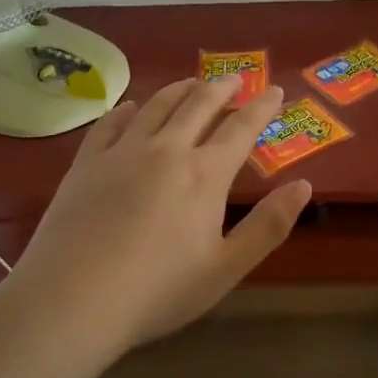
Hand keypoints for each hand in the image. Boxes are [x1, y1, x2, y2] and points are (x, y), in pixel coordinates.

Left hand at [11, 76, 309, 353]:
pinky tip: (131, 107)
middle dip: (222, 88)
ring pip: (157, 105)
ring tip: (192, 82)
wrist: (73, 299)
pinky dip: (127, 109)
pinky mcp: (87, 162)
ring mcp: (123, 151)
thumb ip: (268, 226)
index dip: (262, 107)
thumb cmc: (157, 291)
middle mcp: (166, 149)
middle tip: (235, 78)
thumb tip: (304, 185)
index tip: (276, 90)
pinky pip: (111, 123)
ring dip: (180, 90)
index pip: (241, 129)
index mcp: (204, 174)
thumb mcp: (225, 268)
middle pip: (199, 105)